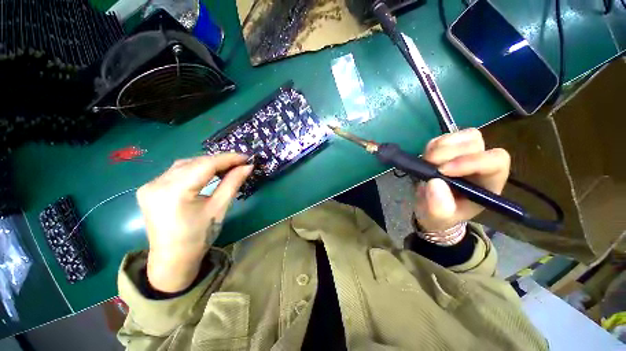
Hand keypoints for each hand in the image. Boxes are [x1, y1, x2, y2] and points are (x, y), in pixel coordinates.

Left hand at [137, 154, 252, 292]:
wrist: (172, 259)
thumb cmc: (199, 237)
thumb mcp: (219, 208)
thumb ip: (232, 183)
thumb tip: (247, 167)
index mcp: (173, 192)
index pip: (205, 165)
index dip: (228, 159)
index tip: (246, 157)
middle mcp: (156, 184)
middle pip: (194, 162)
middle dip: (219, 161)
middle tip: (239, 162)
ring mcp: (149, 185)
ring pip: (185, 165)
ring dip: (207, 164)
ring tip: (226, 167)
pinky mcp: (149, 188)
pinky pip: (176, 172)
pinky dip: (195, 169)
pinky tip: (207, 172)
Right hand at [414, 128, 509, 232]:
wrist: (431, 208)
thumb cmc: (441, 215)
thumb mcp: (439, 218)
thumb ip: (439, 207)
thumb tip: (434, 182)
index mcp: (488, 183)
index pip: (495, 161)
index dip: (471, 161)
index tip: (442, 171)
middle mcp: (480, 164)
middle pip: (476, 142)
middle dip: (450, 152)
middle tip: (429, 164)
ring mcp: (465, 154)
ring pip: (463, 136)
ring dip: (441, 146)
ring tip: (427, 162)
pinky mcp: (449, 149)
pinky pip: (444, 137)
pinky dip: (433, 145)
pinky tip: (426, 158)